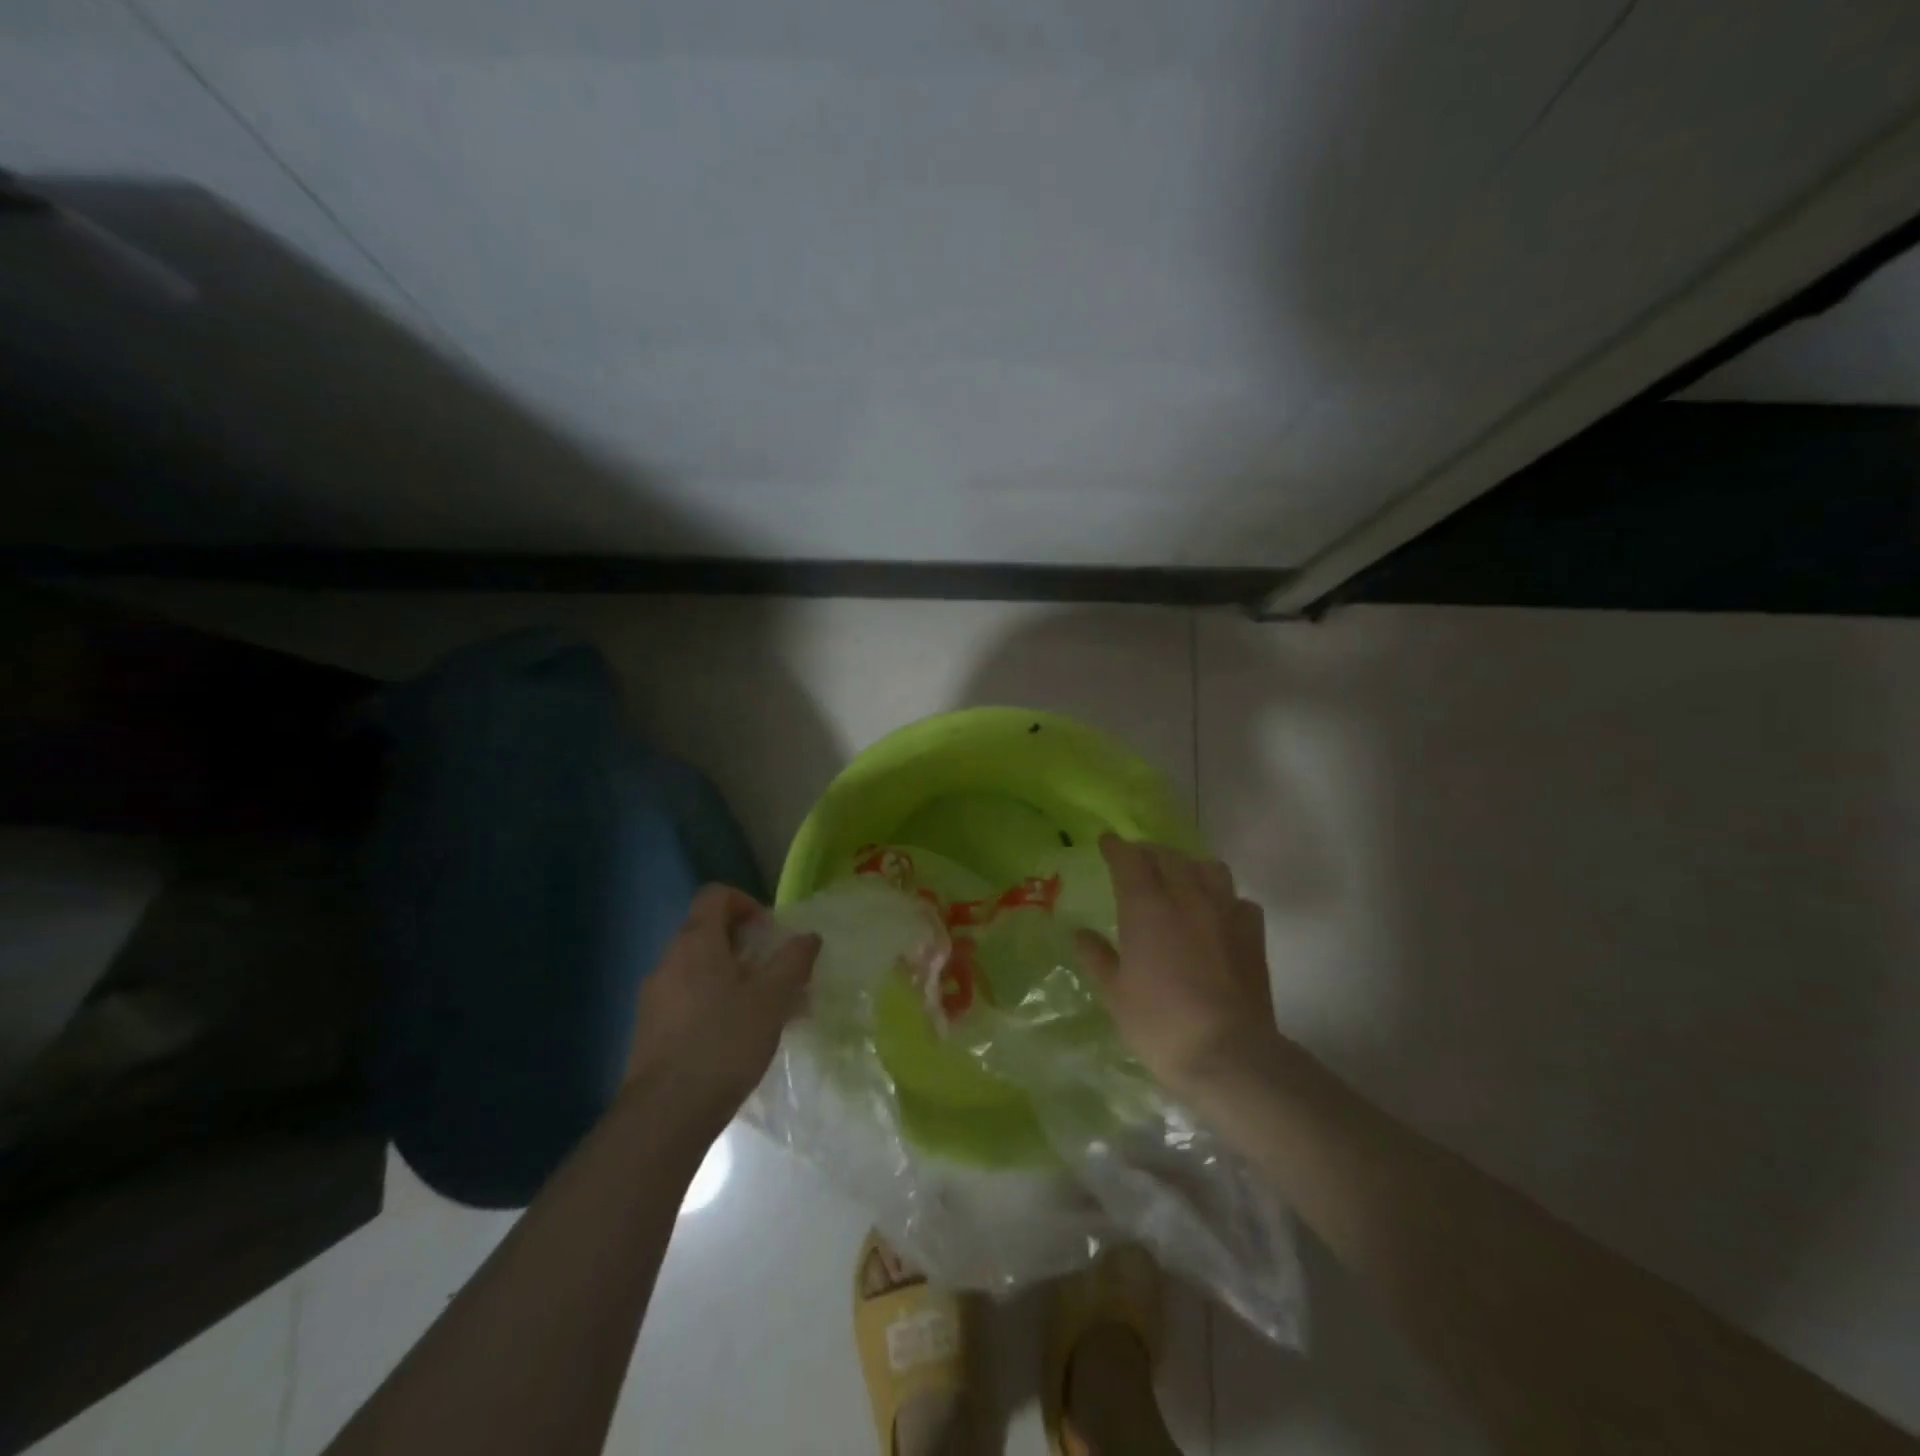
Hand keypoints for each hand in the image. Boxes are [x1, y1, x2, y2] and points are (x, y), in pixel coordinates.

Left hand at [625, 885, 819, 1133]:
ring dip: (736, 980)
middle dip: (748, 948)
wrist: (665, 1115)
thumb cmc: (724, 1043)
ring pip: (701, 971)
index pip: (715, 896)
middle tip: (778, 975)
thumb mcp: (772, 998)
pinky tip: (740, 1039)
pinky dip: (716, 1004)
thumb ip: (793, 961)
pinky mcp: (650, 1031)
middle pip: (709, 933)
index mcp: (695, 943)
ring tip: (767, 1012)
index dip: (746, 903)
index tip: (770, 933)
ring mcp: (654, 998)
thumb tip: (808, 936)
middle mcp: (668, 961)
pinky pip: (689, 1001)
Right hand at [1076, 838, 1291, 1105]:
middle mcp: (1187, 897)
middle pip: (1168, 857)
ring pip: (1209, 868)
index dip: (1116, 847)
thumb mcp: (1115, 994)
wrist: (1230, 1054)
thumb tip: (1081, 934)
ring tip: (1179, 880)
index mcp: (1146, 907)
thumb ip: (1097, 957)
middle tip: (1137, 862)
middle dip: (1149, 853)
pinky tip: (1216, 915)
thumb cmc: (1160, 1024)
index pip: (1129, 859)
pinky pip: (1238, 899)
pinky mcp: (1253, 934)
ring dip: (1189, 867)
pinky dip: (1223, 898)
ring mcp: (1225, 912)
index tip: (1106, 841)